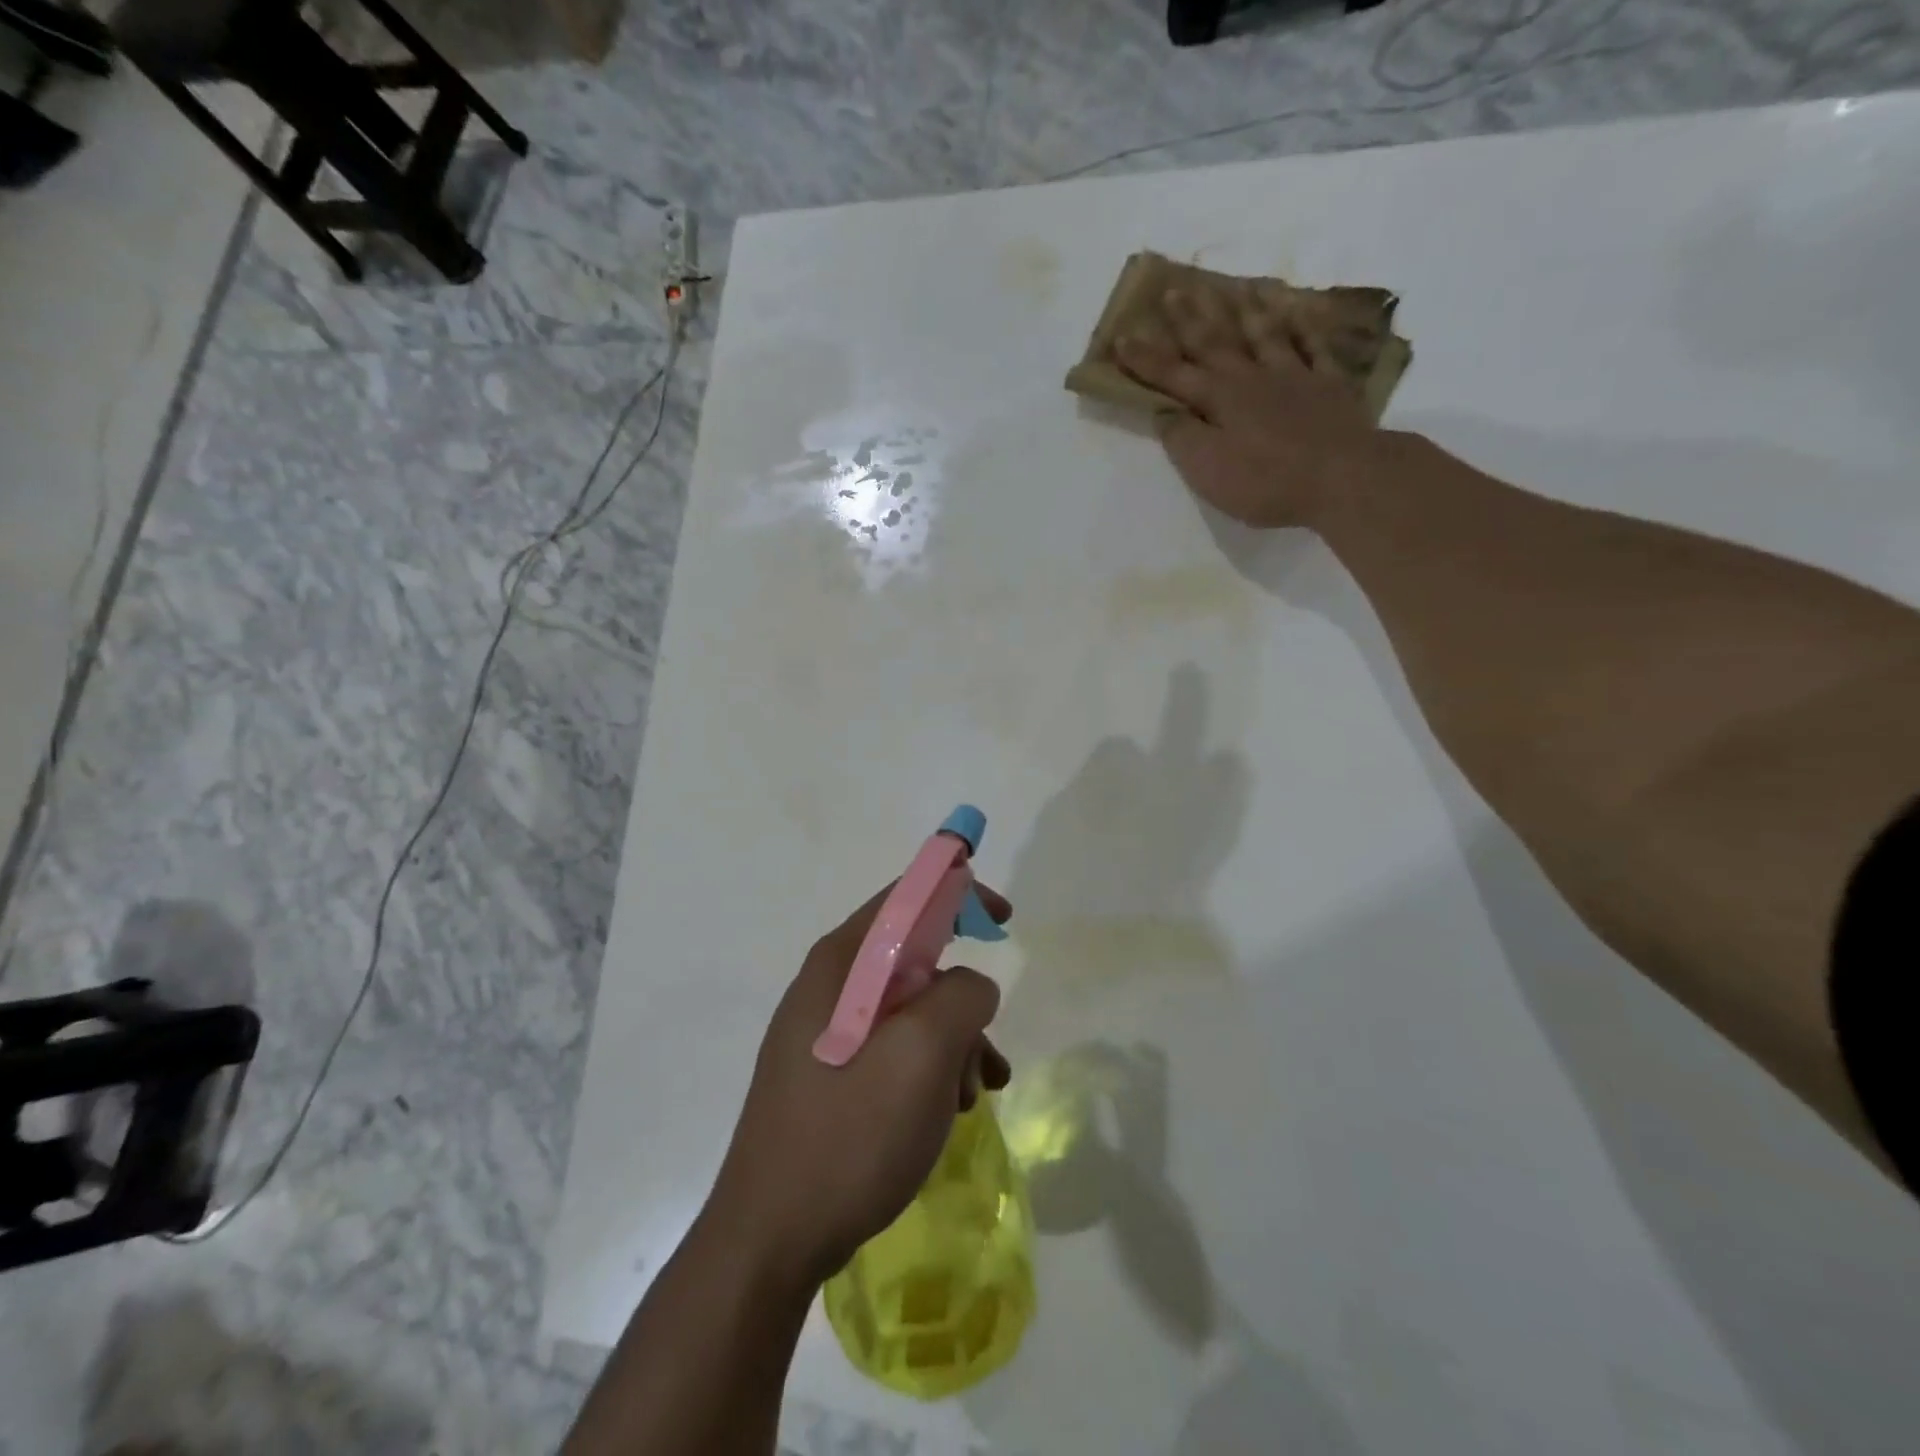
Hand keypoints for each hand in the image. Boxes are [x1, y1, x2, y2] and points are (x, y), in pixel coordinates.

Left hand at [704, 884, 1012, 1291]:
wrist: (771, 1239)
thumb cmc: (849, 1133)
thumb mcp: (923, 1054)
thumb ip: (962, 996)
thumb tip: (970, 985)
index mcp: (841, 964)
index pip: (906, 898)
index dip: (959, 893)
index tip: (1004, 919)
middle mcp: (829, 987)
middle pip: (914, 960)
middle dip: (961, 998)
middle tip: (986, 1044)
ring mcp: (826, 1033)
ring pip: (911, 1011)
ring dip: (953, 1042)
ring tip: (972, 1095)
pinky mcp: (830, 1075)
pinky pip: (894, 1050)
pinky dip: (930, 1069)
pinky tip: (949, 1111)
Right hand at [1115, 284, 1386, 528]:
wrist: (1343, 477)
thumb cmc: (1266, 481)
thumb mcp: (1208, 470)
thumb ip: (1183, 438)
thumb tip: (1165, 410)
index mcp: (1219, 399)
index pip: (1172, 374)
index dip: (1145, 358)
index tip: (1122, 336)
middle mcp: (1252, 378)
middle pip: (1216, 342)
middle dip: (1190, 319)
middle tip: (1173, 290)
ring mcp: (1294, 376)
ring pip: (1264, 334)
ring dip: (1245, 311)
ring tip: (1234, 288)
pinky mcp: (1329, 385)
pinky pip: (1313, 346)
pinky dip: (1303, 326)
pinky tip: (1298, 313)